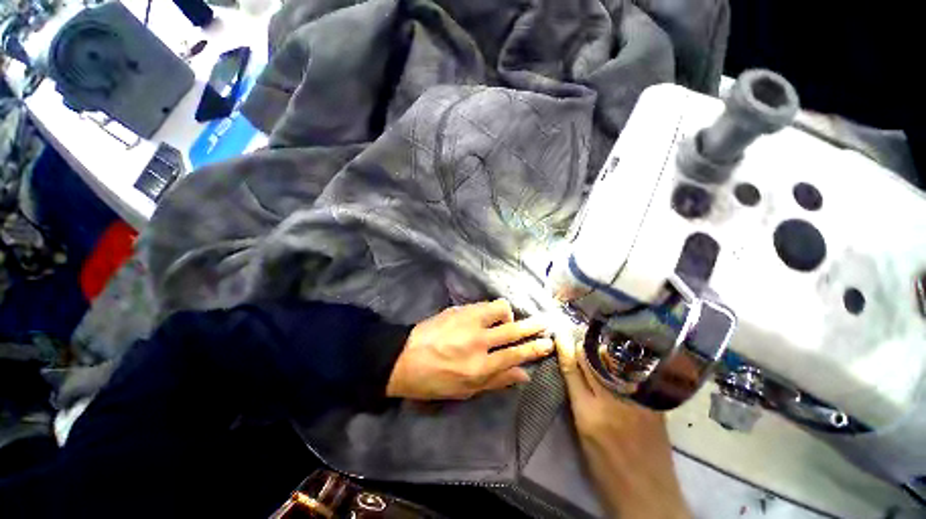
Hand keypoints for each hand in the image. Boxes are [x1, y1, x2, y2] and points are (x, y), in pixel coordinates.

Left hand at [386, 299, 553, 400]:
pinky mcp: (459, 309)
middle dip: (533, 326)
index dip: (535, 349)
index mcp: (480, 367)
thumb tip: (523, 374)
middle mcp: (478, 341)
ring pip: (500, 309)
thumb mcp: (465, 390)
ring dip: (507, 314)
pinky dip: (491, 310)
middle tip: (545, 322)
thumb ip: (496, 381)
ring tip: (505, 320)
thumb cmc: (434, 380)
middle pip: (513, 330)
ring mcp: (468, 321)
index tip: (549, 343)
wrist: (404, 357)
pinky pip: (483, 305)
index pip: (516, 355)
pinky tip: (487, 315)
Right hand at [556, 336, 689, 518]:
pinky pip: (633, 375)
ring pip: (613, 363)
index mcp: (588, 414)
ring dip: (602, 352)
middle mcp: (611, 403)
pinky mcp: (653, 405)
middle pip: (592, 362)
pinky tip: (620, 360)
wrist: (649, 496)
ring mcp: (635, 402)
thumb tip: (574, 376)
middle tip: (578, 338)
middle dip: (582, 347)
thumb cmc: (607, 471)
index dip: (564, 349)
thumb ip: (578, 403)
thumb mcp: (582, 437)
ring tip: (597, 347)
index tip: (559, 333)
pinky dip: (622, 364)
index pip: (572, 371)